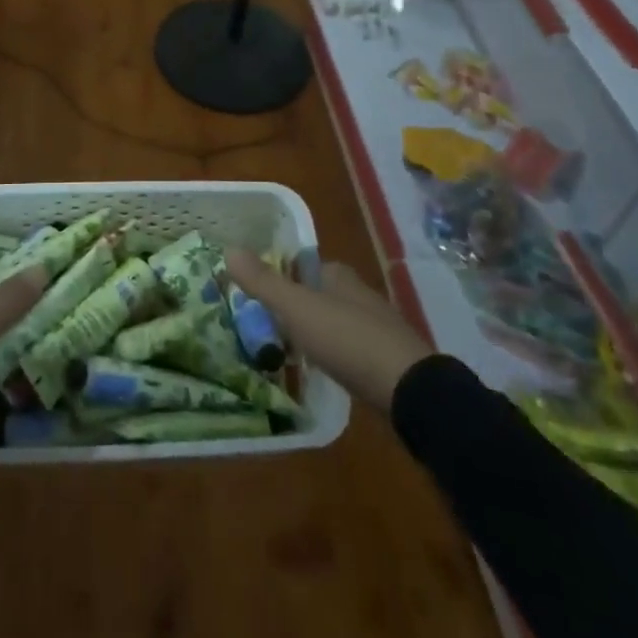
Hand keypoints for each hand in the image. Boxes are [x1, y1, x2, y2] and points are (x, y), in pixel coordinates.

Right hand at [225, 250, 432, 412]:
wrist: (408, 389)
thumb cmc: (347, 339)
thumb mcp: (297, 308)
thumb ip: (263, 282)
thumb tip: (228, 249)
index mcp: (339, 276)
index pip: (306, 265)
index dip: (283, 274)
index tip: (259, 292)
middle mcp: (359, 294)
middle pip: (320, 293)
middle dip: (297, 305)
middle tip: (266, 323)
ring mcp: (376, 327)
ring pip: (335, 321)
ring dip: (314, 331)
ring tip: (286, 348)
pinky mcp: (386, 360)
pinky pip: (349, 349)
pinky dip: (332, 354)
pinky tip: (321, 369)